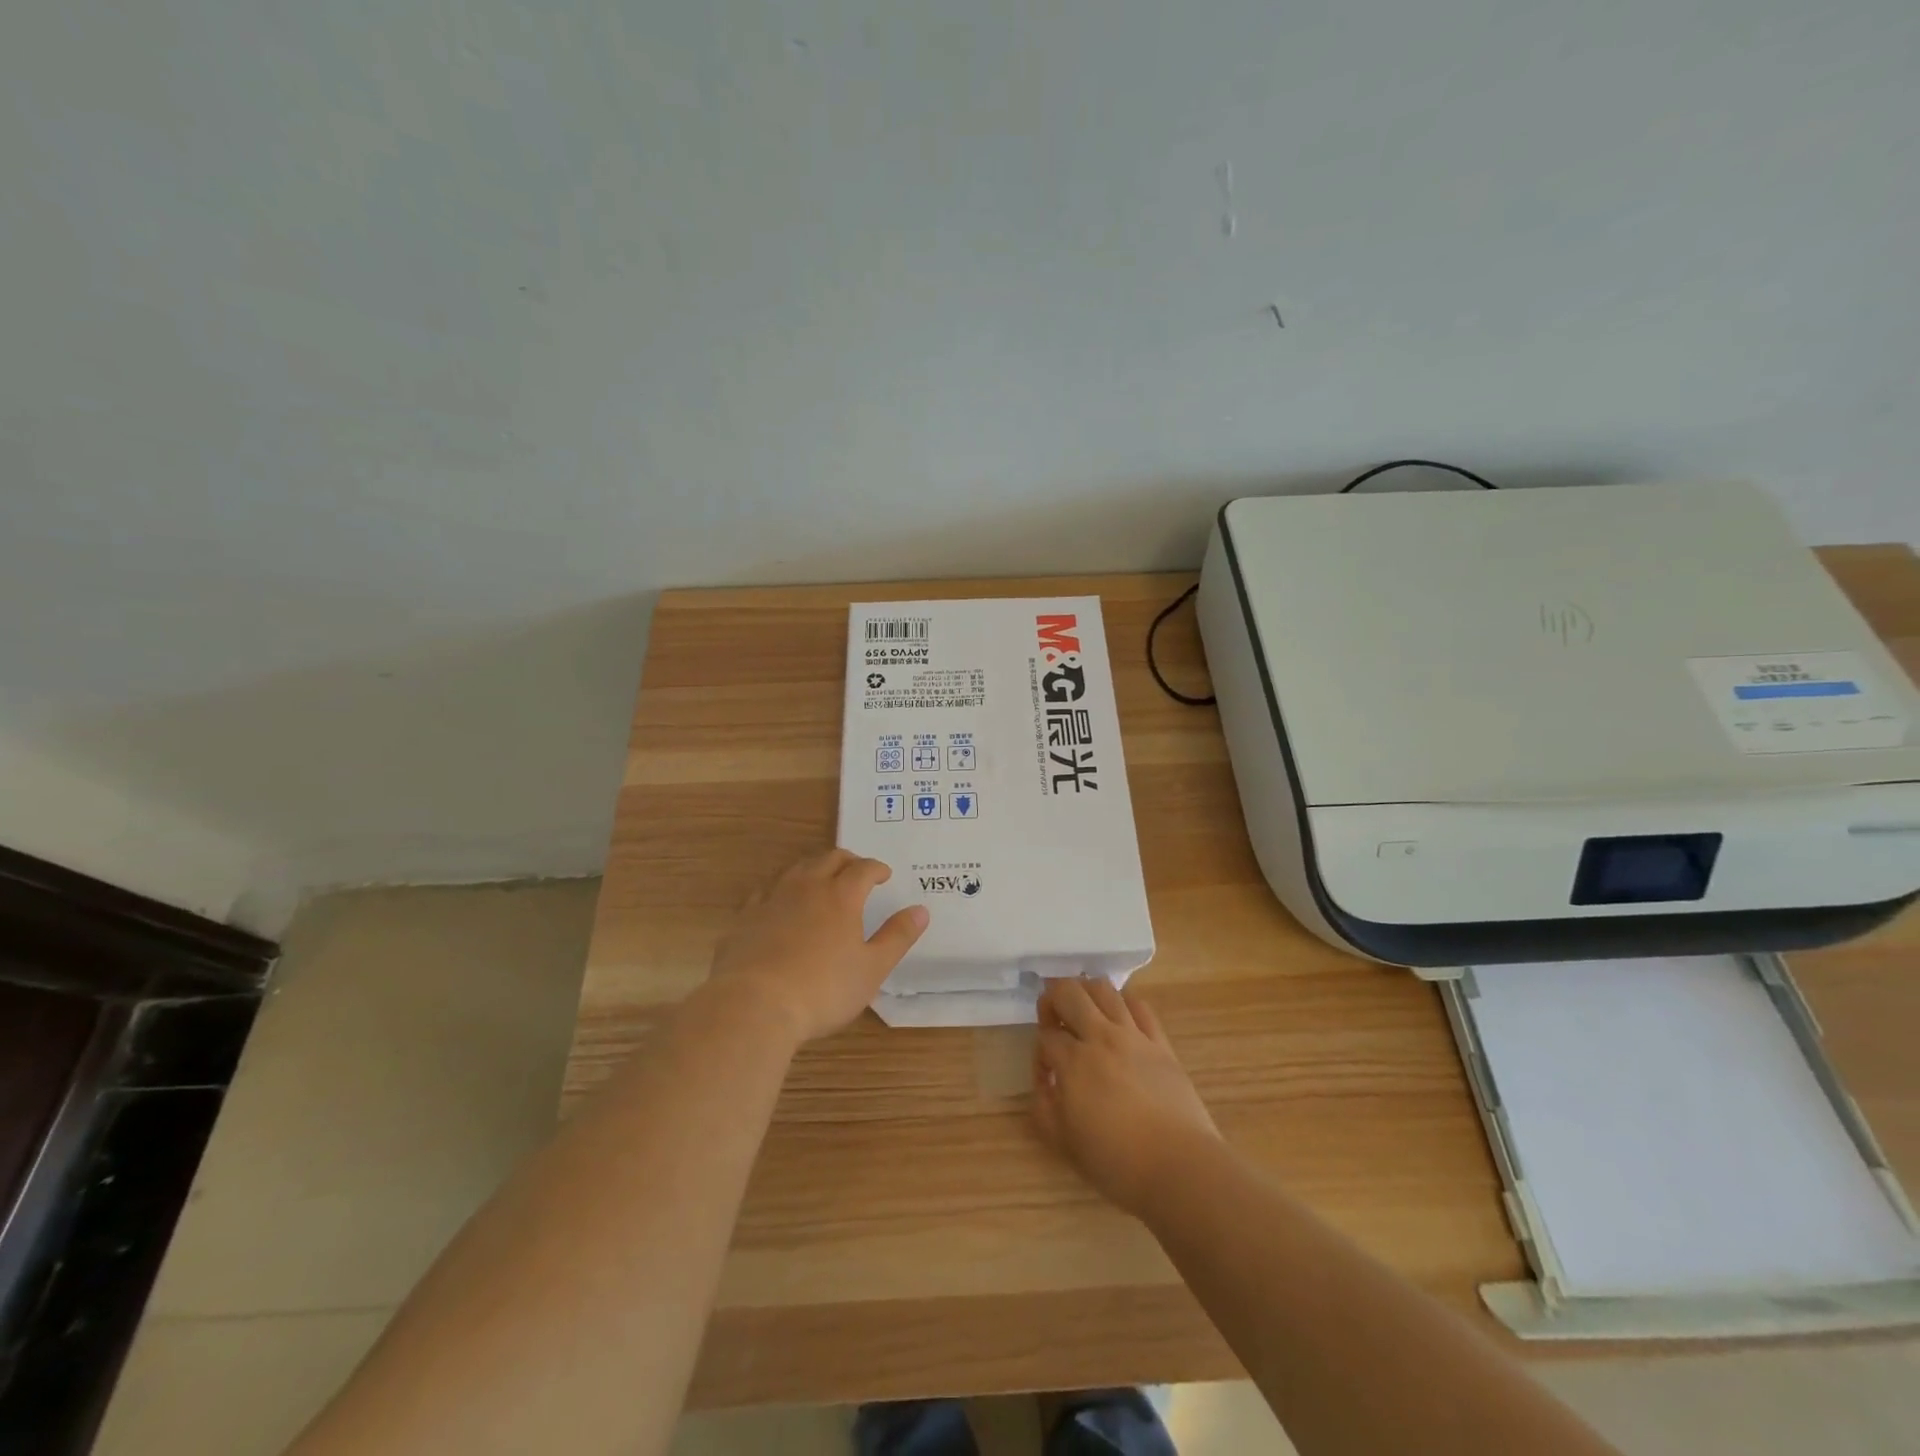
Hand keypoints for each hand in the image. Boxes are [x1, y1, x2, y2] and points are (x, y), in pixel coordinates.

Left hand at [707, 850, 928, 1043]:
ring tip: (822, 879)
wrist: (754, 1005)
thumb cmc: (823, 989)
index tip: (884, 875)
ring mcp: (772, 898)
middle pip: (829, 858)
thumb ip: (897, 937)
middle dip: (847, 861)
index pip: (863, 869)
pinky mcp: (745, 916)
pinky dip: (782, 889)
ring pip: (796, 868)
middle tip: (857, 870)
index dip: (877, 868)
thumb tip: (921, 910)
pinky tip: (781, 903)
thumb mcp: (872, 969)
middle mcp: (807, 886)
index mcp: (841, 896)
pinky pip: (767, 890)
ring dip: (814, 868)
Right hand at [1033, 977, 1219, 1217]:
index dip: (1040, 1052)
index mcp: (1073, 1062)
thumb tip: (1046, 1080)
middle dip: (1052, 999)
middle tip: (1054, 1020)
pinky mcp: (1160, 1042)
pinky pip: (1139, 1006)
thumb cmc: (1117, 1162)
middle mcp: (1100, 1037)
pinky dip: (1123, 1002)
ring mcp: (1133, 1036)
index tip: (1048, 1076)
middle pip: (1068, 993)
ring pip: (1104, 989)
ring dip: (1085, 991)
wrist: (1180, 1167)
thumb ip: (1044, 1106)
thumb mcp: (1064, 1143)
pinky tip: (1119, 1017)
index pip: (1046, 1036)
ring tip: (1083, 1009)